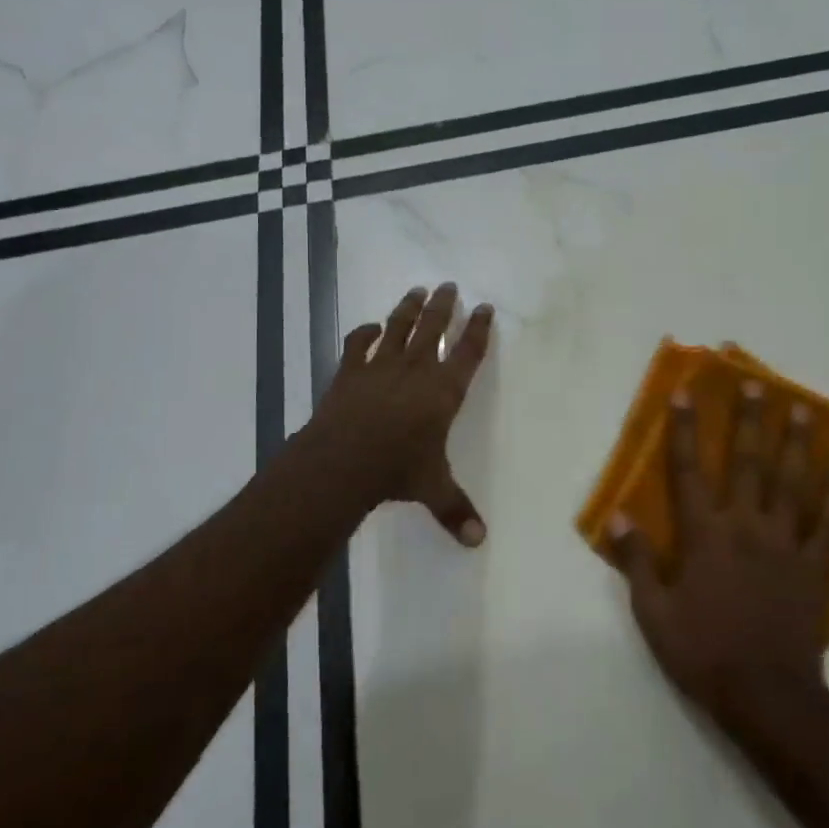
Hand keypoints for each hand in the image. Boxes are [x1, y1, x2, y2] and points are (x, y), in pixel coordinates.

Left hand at [304, 283, 494, 545]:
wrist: (343, 460)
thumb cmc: (397, 470)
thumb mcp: (433, 489)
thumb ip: (456, 510)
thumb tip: (479, 542)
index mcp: (443, 391)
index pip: (468, 353)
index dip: (478, 329)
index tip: (484, 307)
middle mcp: (416, 370)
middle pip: (434, 328)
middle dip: (443, 306)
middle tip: (449, 285)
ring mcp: (380, 366)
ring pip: (399, 327)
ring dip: (409, 308)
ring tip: (417, 290)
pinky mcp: (350, 371)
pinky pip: (358, 344)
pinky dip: (364, 333)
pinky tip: (370, 327)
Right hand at [609, 382, 828, 736]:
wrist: (768, 699)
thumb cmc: (703, 654)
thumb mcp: (654, 615)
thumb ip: (636, 563)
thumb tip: (620, 517)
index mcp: (704, 536)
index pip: (689, 471)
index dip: (685, 430)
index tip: (686, 393)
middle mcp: (746, 527)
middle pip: (747, 464)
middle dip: (748, 421)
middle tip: (756, 384)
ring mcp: (786, 545)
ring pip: (792, 483)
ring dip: (796, 443)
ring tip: (801, 408)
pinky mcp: (815, 567)